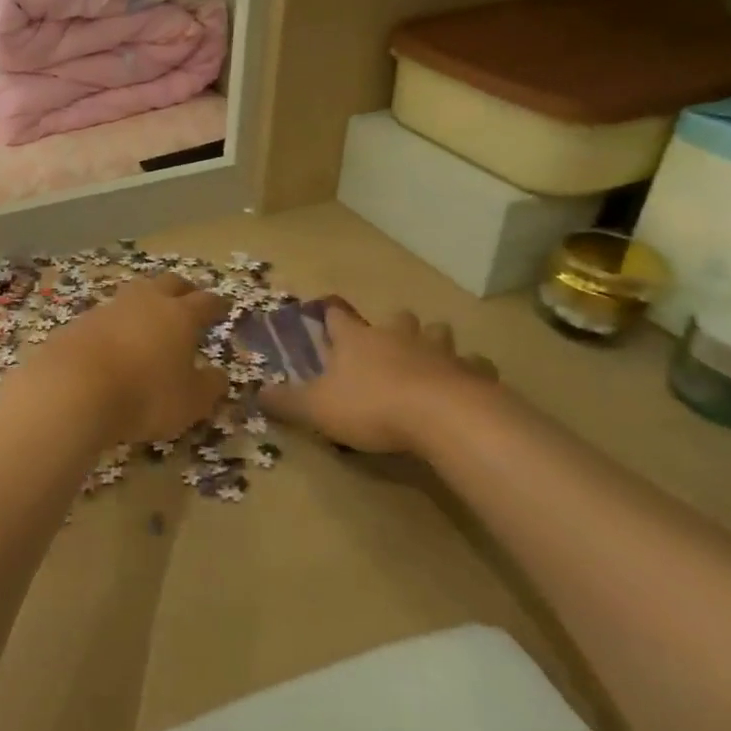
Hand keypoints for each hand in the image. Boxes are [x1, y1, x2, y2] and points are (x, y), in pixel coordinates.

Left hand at [14, 273, 228, 446]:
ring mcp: (109, 307)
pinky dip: (117, 324)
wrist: (73, 388)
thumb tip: (219, 375)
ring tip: (150, 318)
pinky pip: (107, 315)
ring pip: (135, 293)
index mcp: (180, 315)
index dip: (217, 305)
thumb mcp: (189, 402)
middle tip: (189, 300)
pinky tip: (115, 340)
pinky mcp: (80, 320)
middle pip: (170, 283)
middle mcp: (146, 301)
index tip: (223, 307)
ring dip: (146, 302)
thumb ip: (209, 386)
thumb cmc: (144, 395)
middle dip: (183, 289)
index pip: (206, 302)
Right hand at [260, 303, 497, 454]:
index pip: (338, 316)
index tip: (326, 313)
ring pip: (439, 333)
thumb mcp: (316, 408)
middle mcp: (398, 336)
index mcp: (357, 340)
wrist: (443, 418)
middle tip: (389, 340)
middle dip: (394, 324)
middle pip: (398, 317)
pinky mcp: (473, 373)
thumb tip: (254, 393)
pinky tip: (468, 383)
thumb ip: (286, 402)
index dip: (331, 314)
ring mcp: (439, 352)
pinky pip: (476, 365)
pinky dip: (471, 371)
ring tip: (431, 357)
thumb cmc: (371, 406)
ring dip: (434, 341)